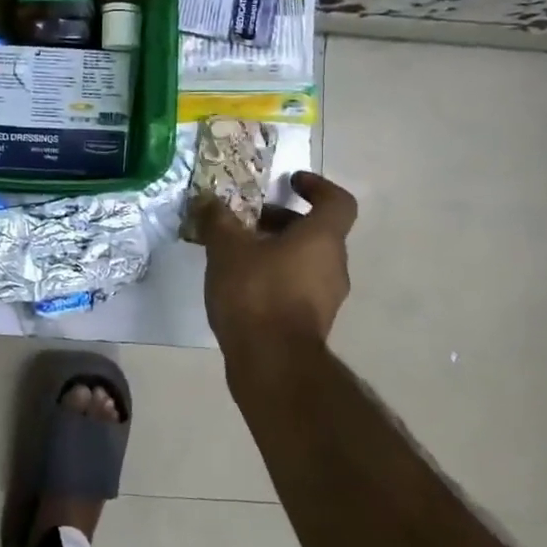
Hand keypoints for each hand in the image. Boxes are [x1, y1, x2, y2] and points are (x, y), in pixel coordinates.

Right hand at [198, 171, 358, 361]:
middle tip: (247, 220)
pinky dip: (275, 276)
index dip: (317, 186)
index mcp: (322, 239)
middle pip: (316, 231)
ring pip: (305, 260)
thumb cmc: (256, 294)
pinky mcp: (311, 323)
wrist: (272, 364)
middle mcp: (333, 264)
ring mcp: (326, 298)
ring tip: (236, 253)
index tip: (291, 182)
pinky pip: (297, 286)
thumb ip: (219, 220)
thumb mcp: (227, 249)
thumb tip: (208, 200)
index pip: (337, 201)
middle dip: (282, 221)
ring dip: (276, 250)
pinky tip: (241, 285)